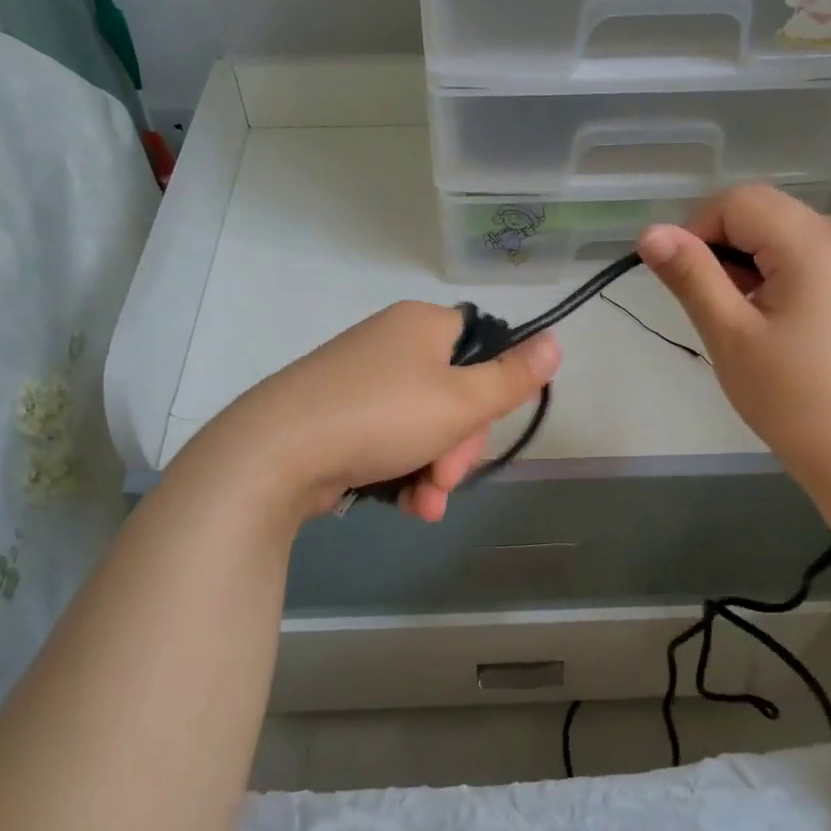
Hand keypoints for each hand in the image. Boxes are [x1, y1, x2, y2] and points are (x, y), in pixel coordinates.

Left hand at [207, 301, 560, 523]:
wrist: (274, 454)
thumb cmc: (380, 417)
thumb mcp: (461, 402)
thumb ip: (513, 377)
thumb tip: (556, 340)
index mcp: (422, 325)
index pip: (482, 350)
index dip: (490, 396)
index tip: (478, 431)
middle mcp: (391, 345)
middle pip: (453, 395)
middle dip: (457, 448)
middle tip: (444, 479)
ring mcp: (360, 381)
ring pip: (423, 427)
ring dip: (434, 472)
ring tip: (424, 505)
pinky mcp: (337, 416)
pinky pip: (389, 441)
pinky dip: (402, 473)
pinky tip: (404, 505)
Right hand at [637, 185, 830, 487]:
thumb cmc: (787, 393)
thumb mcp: (728, 332)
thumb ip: (690, 275)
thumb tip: (649, 232)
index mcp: (810, 240)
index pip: (735, 201)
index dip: (696, 231)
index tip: (680, 282)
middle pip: (757, 211)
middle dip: (718, 247)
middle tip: (708, 305)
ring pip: (773, 231)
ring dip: (740, 261)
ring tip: (735, 316)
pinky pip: (796, 251)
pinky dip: (766, 271)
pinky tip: (762, 315)